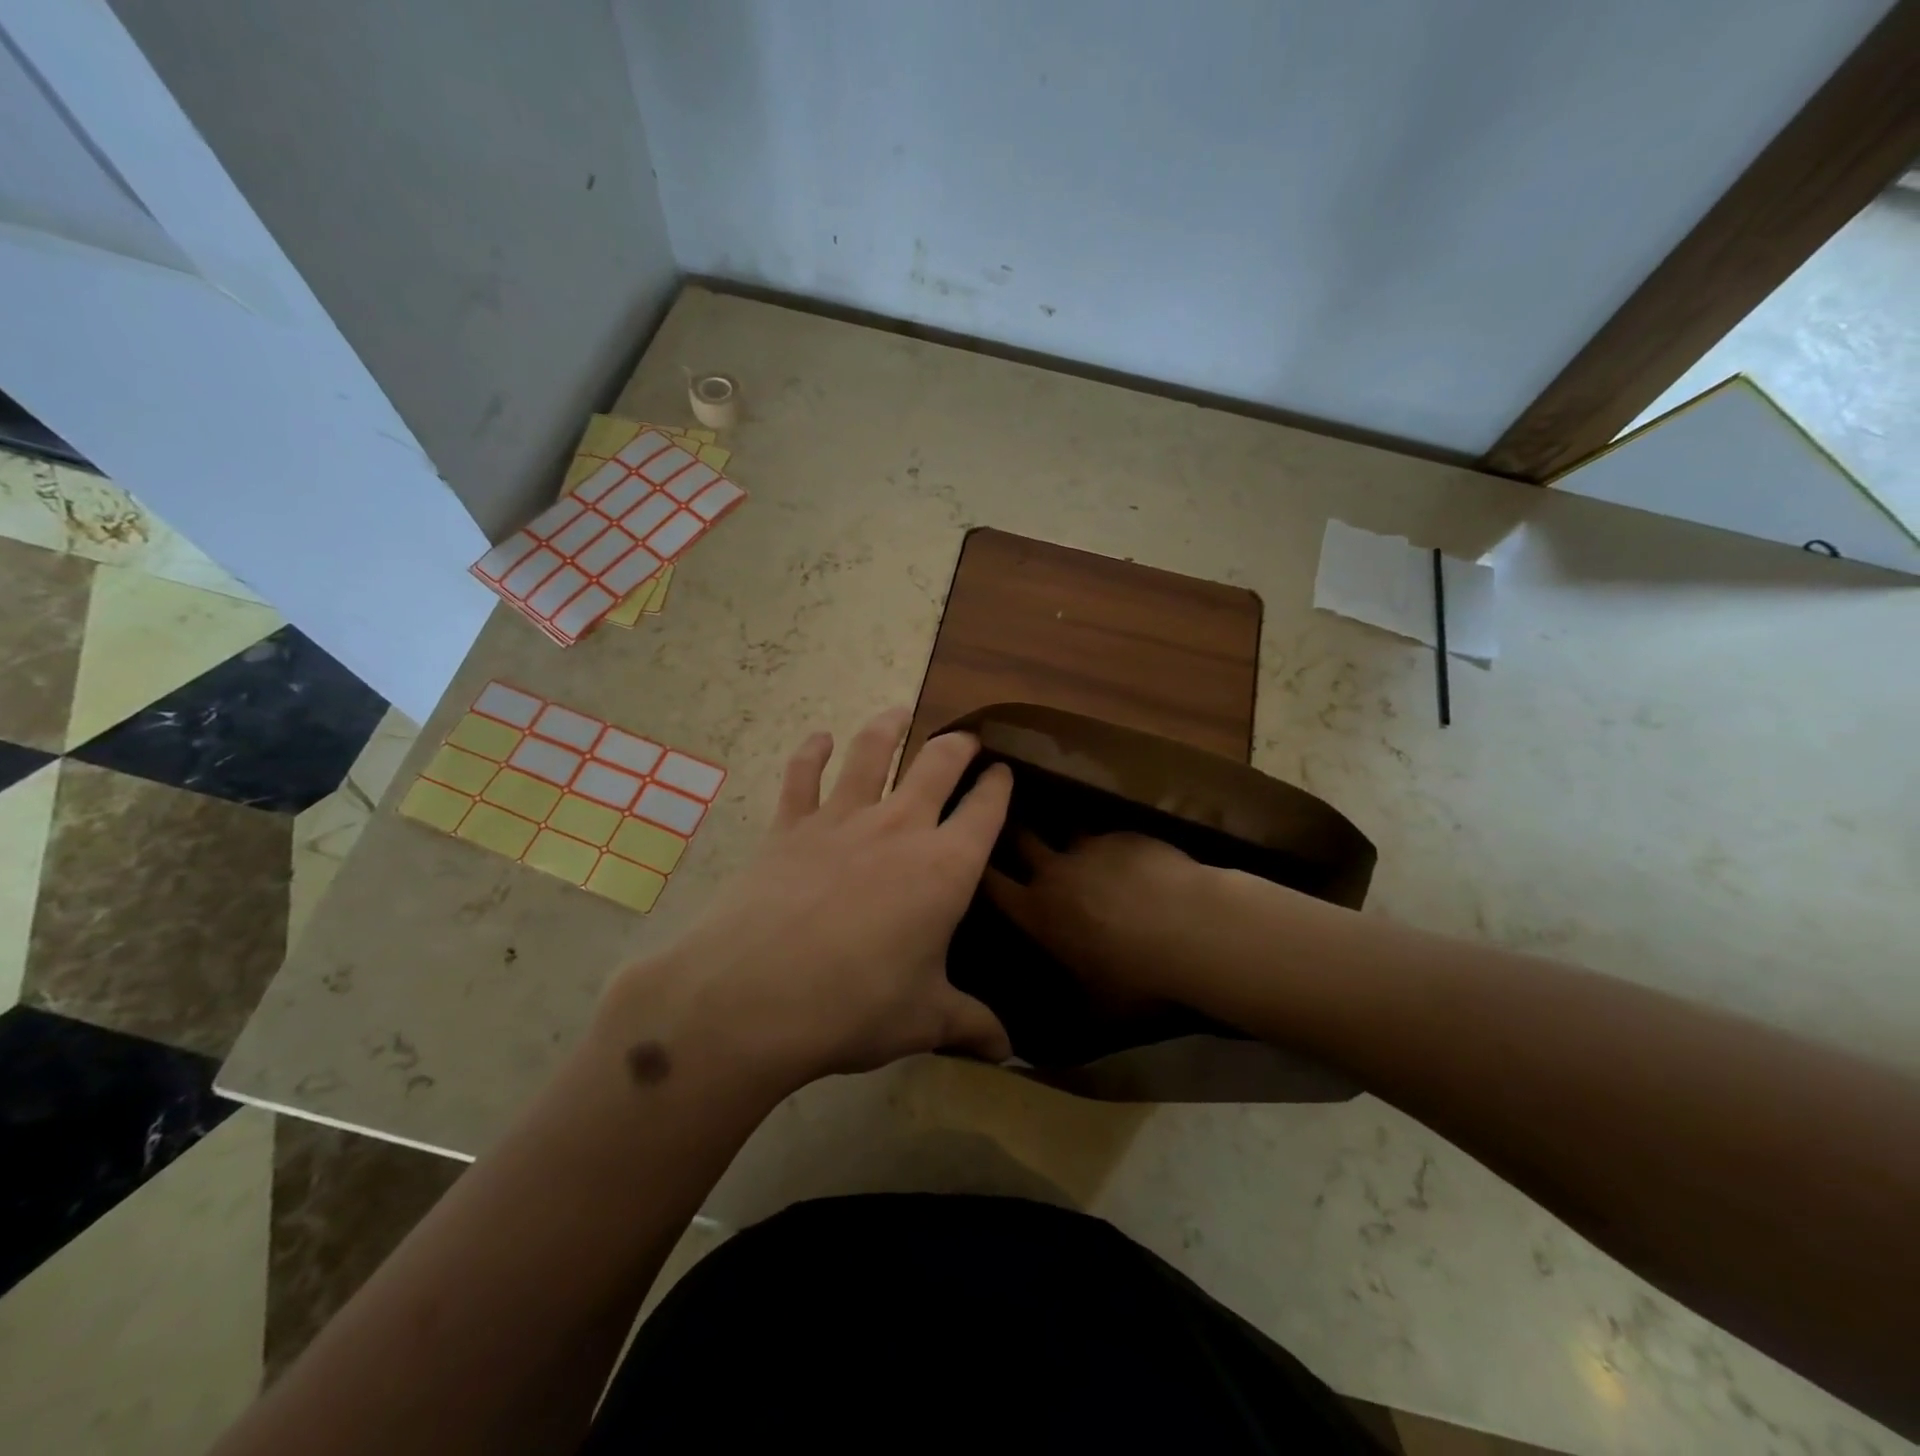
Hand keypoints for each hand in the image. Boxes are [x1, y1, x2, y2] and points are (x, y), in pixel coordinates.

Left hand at [600, 708, 1013, 1093]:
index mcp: (945, 866)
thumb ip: (970, 1025)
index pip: (986, 809)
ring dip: (888, 727)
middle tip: (966, 739)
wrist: (753, 998)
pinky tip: (818, 738)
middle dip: (957, 746)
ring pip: (871, 752)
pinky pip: (802, 776)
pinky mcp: (789, 826)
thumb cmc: (854, 1006)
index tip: (1005, 771)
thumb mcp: (923, 1020)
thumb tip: (1010, 1051)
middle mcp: (899, 827)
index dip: (1000, 785)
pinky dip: (811, 752)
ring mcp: (841, 820)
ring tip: (898, 711)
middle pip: (937, 764)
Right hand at [984, 831, 1204, 1005]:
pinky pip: (1109, 837)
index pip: (991, 883)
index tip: (974, 862)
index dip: (979, 871)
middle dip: (1012, 833)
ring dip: (1069, 843)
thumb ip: (1068, 1009)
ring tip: (1084, 854)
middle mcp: (1055, 872)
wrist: (1191, 929)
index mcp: (1038, 913)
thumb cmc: (1138, 976)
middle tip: (1012, 831)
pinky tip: (1133, 862)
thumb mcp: (1098, 1009)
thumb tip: (1044, 1040)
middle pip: (1020, 838)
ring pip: (1067, 834)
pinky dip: (1113, 847)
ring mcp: (1091, 848)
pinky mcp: (1125, 836)